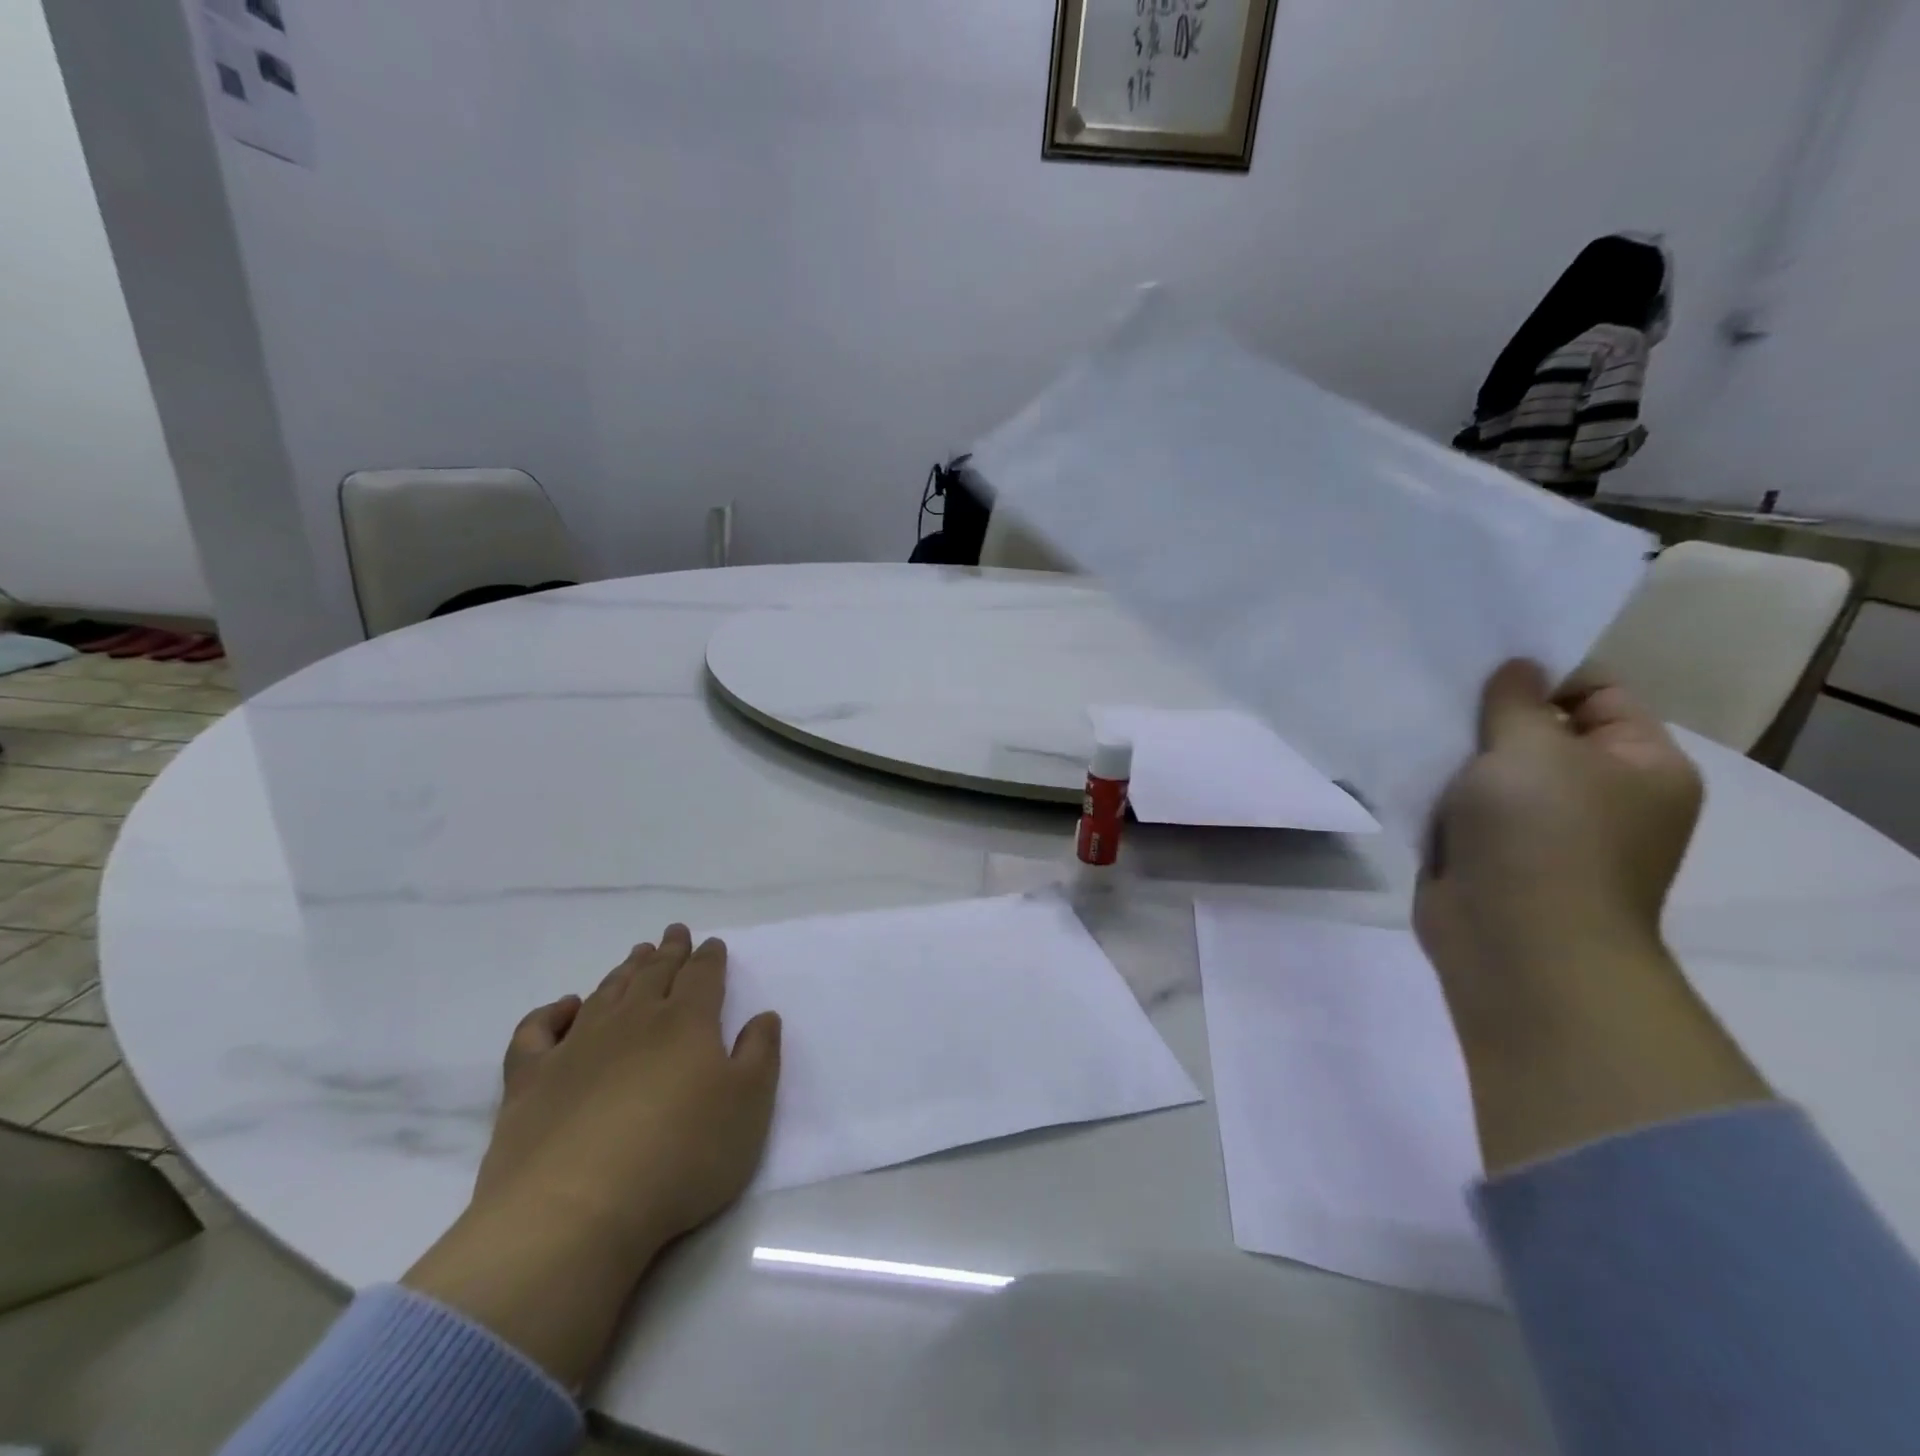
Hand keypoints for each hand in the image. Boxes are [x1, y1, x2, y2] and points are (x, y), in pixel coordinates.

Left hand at [477, 924, 782, 1265]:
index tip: (712, 943)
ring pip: (606, 993)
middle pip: (655, 974)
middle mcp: (633, 1020)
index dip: (710, 957)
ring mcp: (577, 1046)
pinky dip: (550, 1012)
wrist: (575, 1211)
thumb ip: (760, 1055)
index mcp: (686, 1022)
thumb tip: (763, 1016)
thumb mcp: (749, 1107)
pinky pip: (537, 1031)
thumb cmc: (680, 1157)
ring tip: (636, 956)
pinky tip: (564, 1007)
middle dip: (669, 952)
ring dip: (624, 971)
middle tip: (674, 933)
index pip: (702, 975)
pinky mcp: (530, 1079)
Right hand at [1417, 659, 1700, 1002]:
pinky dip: (1442, 795)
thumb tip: (1519, 668)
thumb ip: (1516, 699)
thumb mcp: (1529, 747)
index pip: (1598, 694)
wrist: (1514, 943)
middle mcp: (1602, 796)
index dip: (1543, 675)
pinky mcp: (1496, 857)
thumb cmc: (1540, 833)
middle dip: (1490, 716)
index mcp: (1641, 765)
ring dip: (1460, 758)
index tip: (1482, 668)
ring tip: (1417, 731)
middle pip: (1542, 732)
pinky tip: (1409, 774)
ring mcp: (1546, 831)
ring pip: (1497, 773)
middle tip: (1439, 696)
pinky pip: (1468, 810)